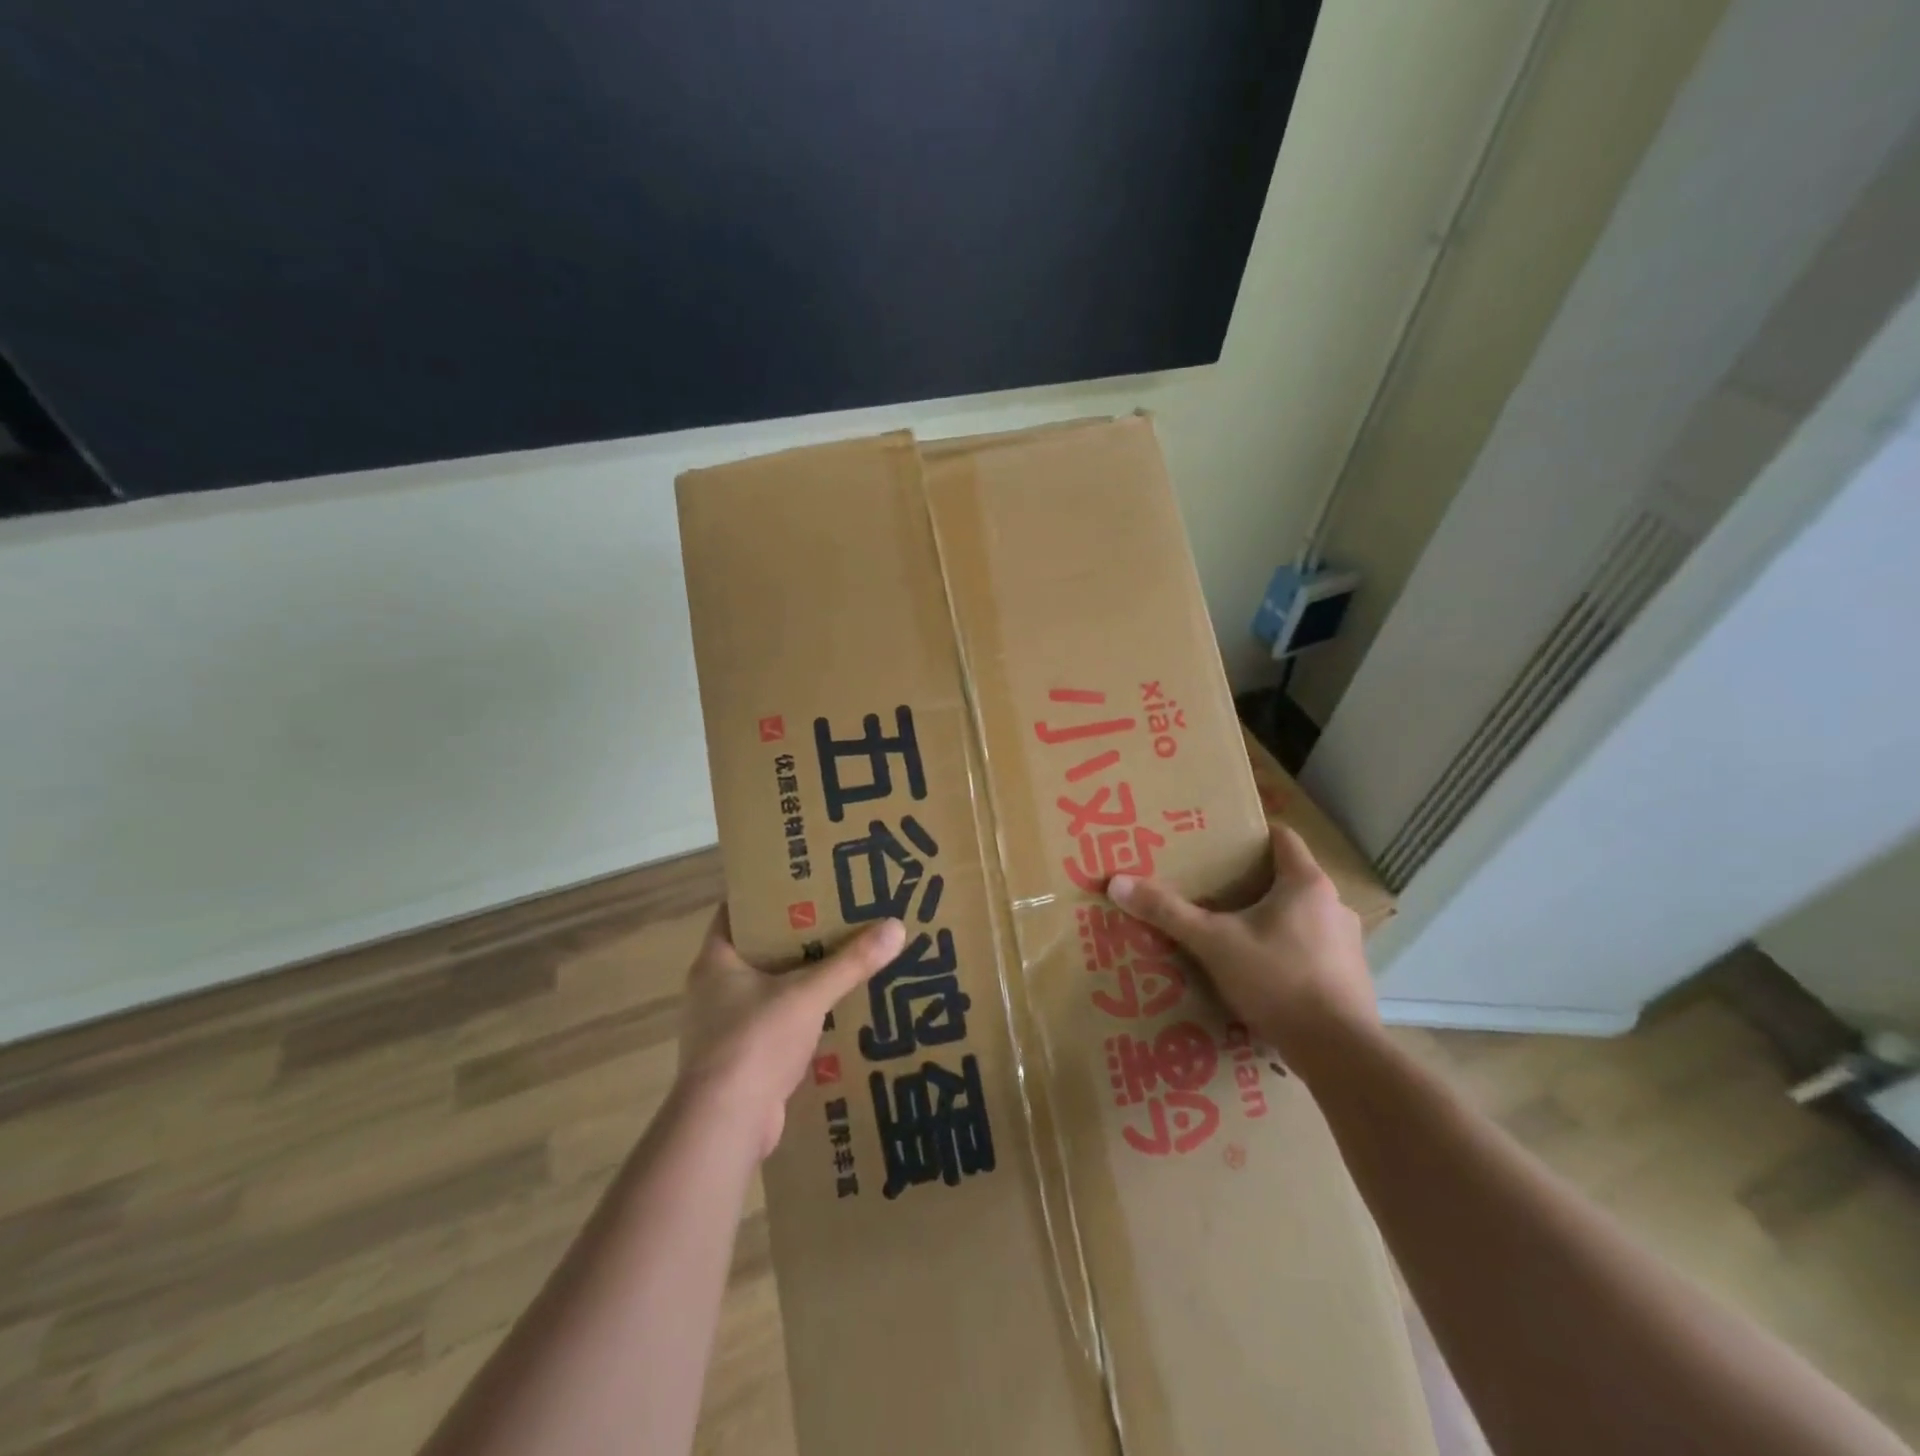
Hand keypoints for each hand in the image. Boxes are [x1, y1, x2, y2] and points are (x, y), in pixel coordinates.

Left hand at [677, 905, 905, 1157]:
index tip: (806, 884)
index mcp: (715, 961)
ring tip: (842, 964)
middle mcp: (712, 990)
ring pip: (766, 990)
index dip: (769, 895)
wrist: (724, 1125)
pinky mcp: (738, 1061)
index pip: (737, 911)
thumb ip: (851, 961)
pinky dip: (798, 1018)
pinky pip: (773, 1025)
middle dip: (795, 938)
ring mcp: (722, 1028)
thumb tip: (896, 926)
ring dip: (799, 981)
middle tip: (838, 919)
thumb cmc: (755, 1041)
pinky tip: (833, 1015)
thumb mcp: (808, 994)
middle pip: (757, 950)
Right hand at [1108, 822, 1377, 1075]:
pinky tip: (1262, 975)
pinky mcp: (1352, 978)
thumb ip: (1167, 912)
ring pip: (1303, 917)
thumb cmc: (1278, 980)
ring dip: (1273, 922)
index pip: (1284, 838)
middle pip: (1289, 879)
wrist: (1340, 1053)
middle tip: (1214, 892)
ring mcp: (1348, 944)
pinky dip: (1289, 954)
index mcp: (1306, 884)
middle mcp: (1334, 906)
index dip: (1252, 836)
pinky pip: (1314, 951)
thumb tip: (1117, 883)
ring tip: (1235, 935)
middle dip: (1253, 884)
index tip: (1221, 843)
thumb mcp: (1213, 943)